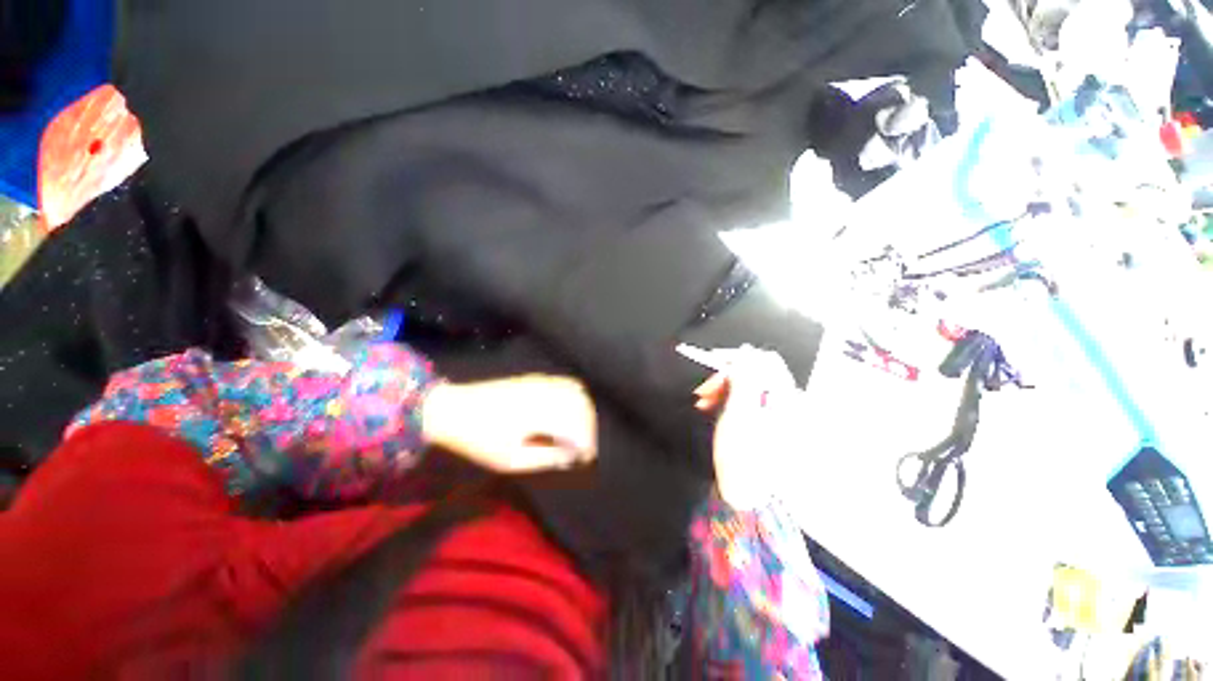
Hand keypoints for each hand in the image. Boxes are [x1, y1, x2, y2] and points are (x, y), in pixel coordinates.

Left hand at [421, 375, 596, 472]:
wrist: (453, 408)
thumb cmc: (478, 439)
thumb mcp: (510, 460)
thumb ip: (545, 458)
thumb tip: (570, 457)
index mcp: (540, 413)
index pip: (577, 426)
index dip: (587, 443)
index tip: (586, 458)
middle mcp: (546, 393)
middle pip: (583, 407)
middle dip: (589, 428)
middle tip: (584, 448)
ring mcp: (541, 381)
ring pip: (577, 392)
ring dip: (585, 412)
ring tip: (580, 431)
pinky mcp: (536, 377)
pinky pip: (566, 382)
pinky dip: (576, 397)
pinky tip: (571, 411)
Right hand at [693, 347, 802, 508]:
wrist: (752, 499)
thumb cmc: (744, 456)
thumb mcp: (740, 413)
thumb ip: (744, 379)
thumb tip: (744, 356)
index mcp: (785, 397)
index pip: (764, 360)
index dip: (737, 357)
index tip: (711, 364)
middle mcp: (787, 402)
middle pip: (757, 373)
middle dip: (726, 376)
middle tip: (703, 391)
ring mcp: (780, 415)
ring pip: (750, 388)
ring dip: (724, 389)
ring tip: (703, 402)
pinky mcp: (770, 426)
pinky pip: (749, 402)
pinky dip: (730, 401)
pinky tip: (714, 410)